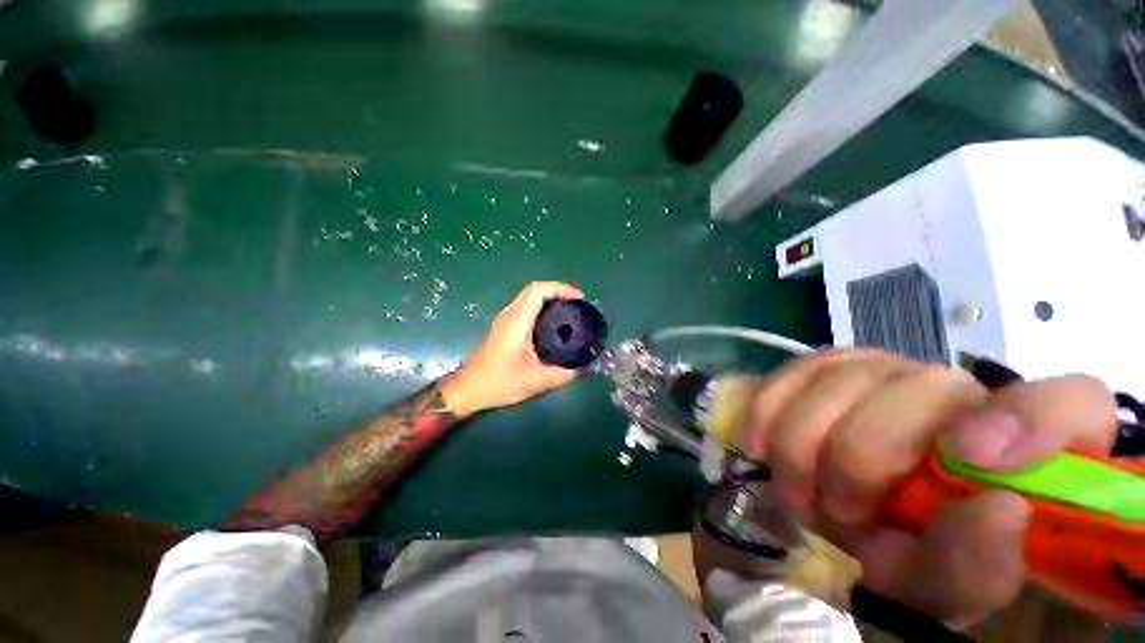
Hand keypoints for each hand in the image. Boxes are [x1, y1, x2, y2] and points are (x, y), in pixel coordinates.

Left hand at [441, 281, 583, 417]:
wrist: (469, 389)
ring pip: (528, 296)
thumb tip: (583, 368)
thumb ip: (563, 374)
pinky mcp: (504, 325)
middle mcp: (510, 314)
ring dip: (549, 296)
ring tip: (569, 309)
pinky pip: (525, 306)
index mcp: (517, 322)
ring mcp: (505, 319)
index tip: (579, 298)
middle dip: (558, 290)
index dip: (561, 288)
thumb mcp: (536, 381)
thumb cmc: (499, 383)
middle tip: (577, 303)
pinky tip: (552, 321)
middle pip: (534, 289)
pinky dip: (541, 305)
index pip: (538, 291)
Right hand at [736, 350, 1116, 623]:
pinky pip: (797, 368)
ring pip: (845, 375)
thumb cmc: (899, 557)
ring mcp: (889, 370)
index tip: (970, 458)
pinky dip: (771, 406)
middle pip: (921, 386)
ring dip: (804, 438)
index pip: (1071, 403)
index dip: (1030, 418)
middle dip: (859, 454)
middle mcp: (960, 394)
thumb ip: (973, 567)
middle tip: (832, 510)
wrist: (834, 518)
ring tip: (793, 488)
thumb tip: (999, 511)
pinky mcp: (830, 366)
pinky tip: (758, 442)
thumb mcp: (937, 587)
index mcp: (1019, 455)